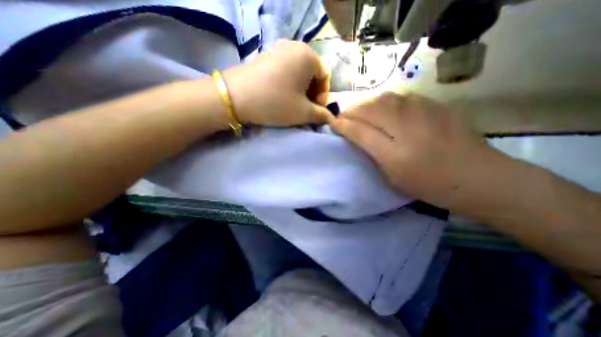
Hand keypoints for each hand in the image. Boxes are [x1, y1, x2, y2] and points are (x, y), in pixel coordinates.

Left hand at [223, 39, 333, 126]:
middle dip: (312, 93)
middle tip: (305, 108)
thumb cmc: (276, 103)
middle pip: (312, 73)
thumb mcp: (303, 112)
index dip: (324, 95)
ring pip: (298, 72)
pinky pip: (285, 70)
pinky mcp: (265, 56)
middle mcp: (294, 47)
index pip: (325, 76)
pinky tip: (281, 96)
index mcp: (308, 56)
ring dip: (301, 90)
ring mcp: (277, 49)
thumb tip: (330, 117)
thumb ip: (321, 115)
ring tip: (293, 104)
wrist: (236, 97)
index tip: (316, 109)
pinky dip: (288, 84)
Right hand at [328, 92, 497, 209]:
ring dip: (368, 104)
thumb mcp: (392, 173)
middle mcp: (407, 122)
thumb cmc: (428, 182)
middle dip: (353, 111)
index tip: (333, 123)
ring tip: (363, 113)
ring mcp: (424, 110)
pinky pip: (403, 97)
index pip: (360, 128)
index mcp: (394, 147)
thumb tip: (353, 133)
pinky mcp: (436, 105)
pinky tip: (387, 109)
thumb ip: (370, 149)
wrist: (479, 178)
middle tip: (345, 118)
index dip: (343, 124)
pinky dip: (388, 101)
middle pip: (371, 107)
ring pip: (386, 98)